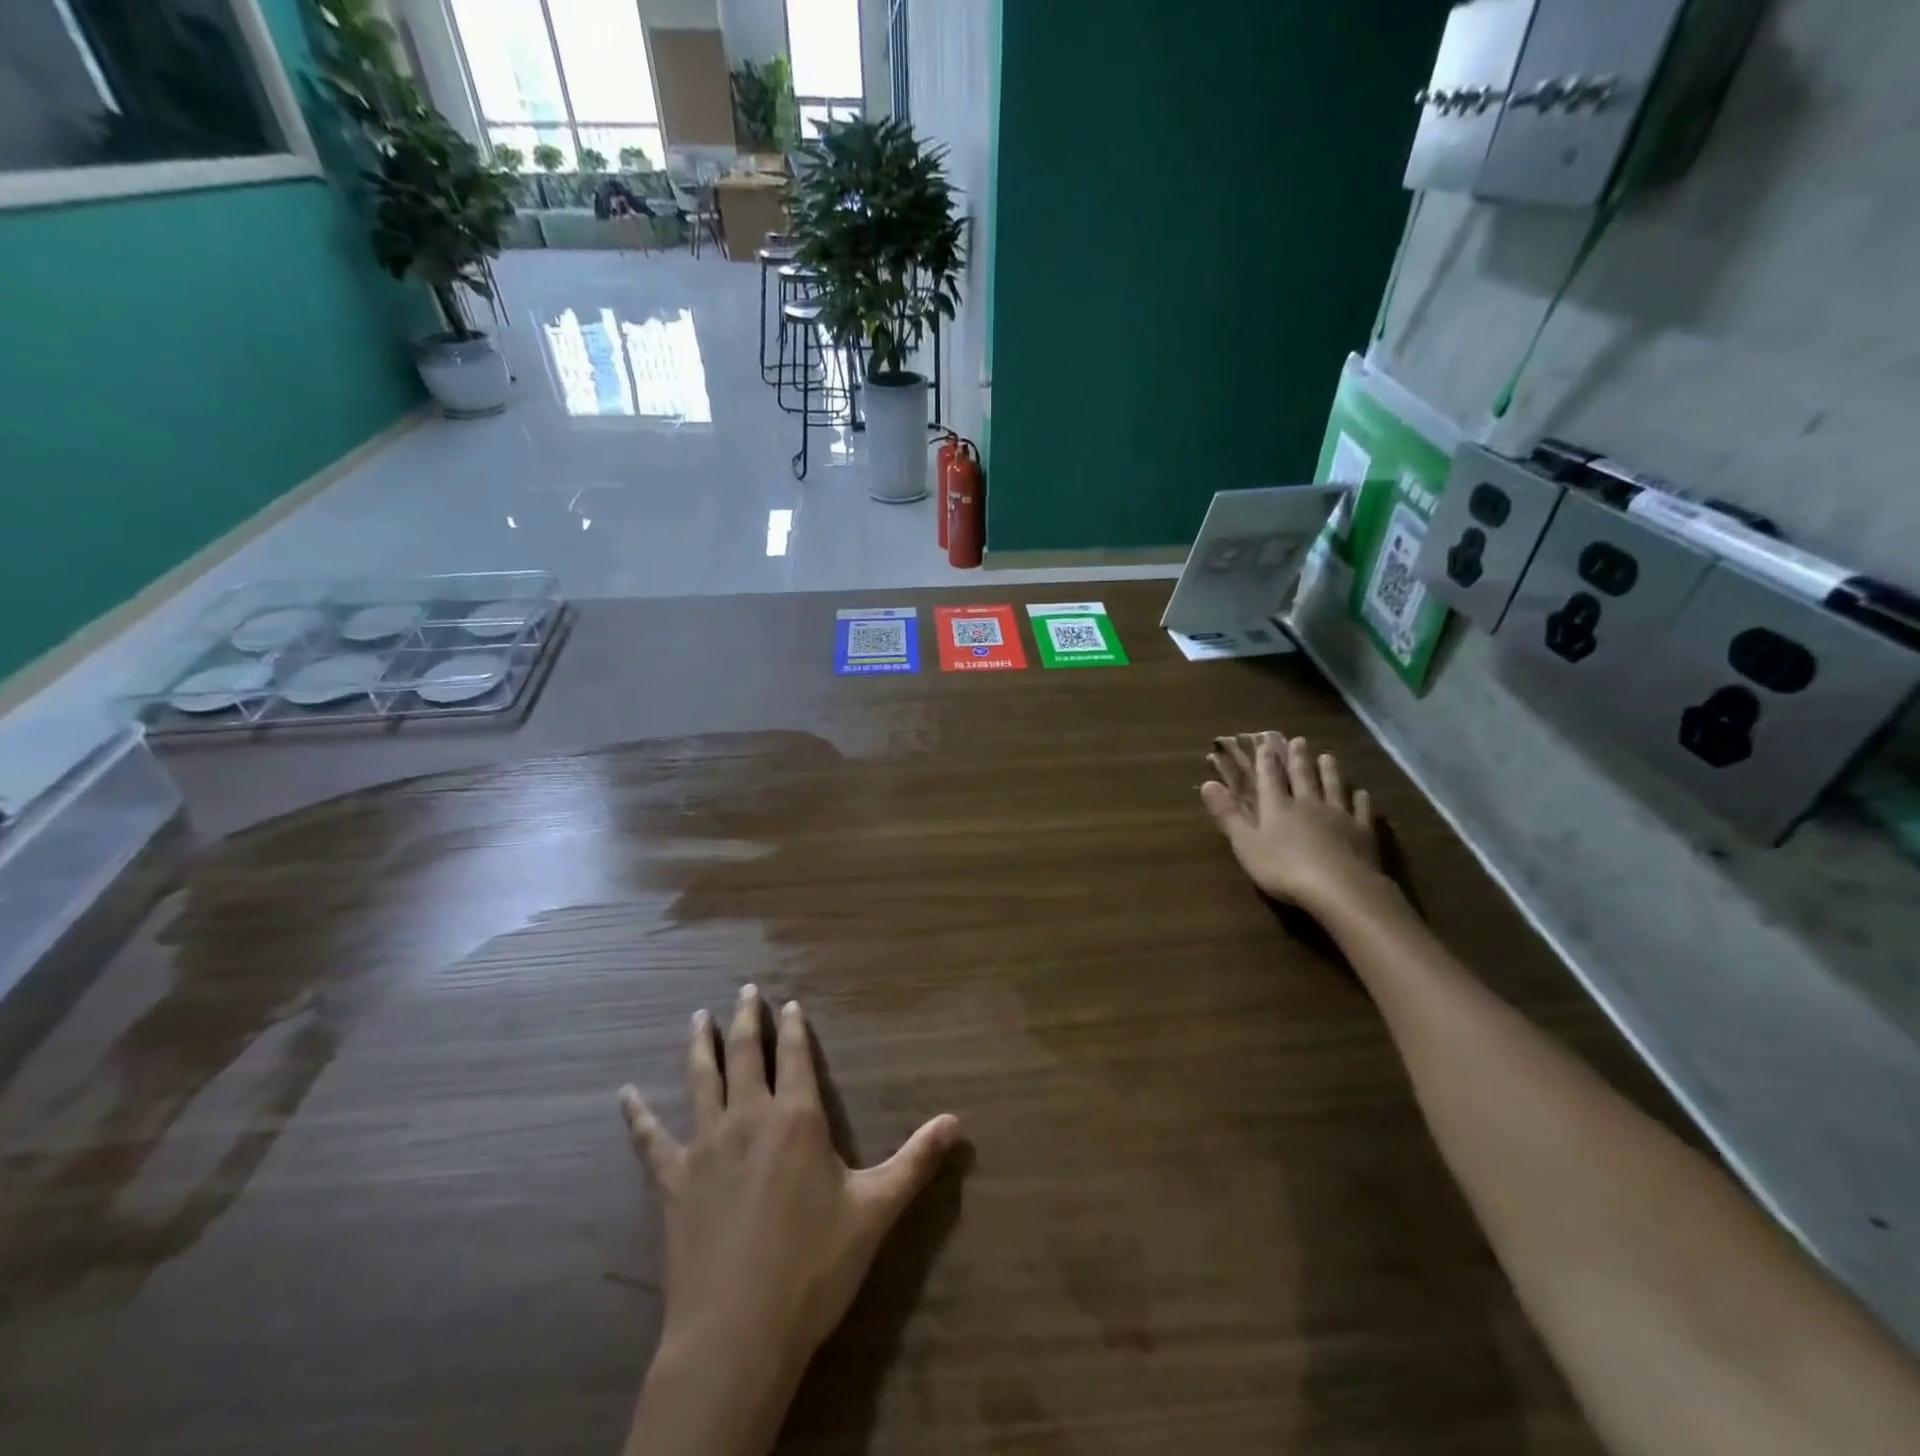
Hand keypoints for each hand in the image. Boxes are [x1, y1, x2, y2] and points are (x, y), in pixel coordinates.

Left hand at [620, 986, 960, 1379]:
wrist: (738, 1332)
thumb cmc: (813, 1266)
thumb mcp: (875, 1211)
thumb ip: (916, 1162)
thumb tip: (957, 1123)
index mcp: (797, 1118)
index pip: (797, 1056)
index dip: (795, 1027)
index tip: (790, 1002)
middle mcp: (749, 1117)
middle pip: (747, 1053)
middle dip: (748, 1018)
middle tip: (744, 989)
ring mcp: (705, 1146)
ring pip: (702, 1079)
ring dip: (701, 1045)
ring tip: (698, 1017)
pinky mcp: (673, 1181)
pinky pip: (651, 1139)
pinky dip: (638, 1115)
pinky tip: (625, 1094)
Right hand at [1201, 732, 1383, 912]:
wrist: (1340, 888)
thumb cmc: (1284, 869)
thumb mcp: (1246, 844)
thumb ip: (1228, 814)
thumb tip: (1207, 783)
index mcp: (1278, 807)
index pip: (1269, 778)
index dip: (1266, 760)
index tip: (1266, 743)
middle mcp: (1308, 804)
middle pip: (1303, 776)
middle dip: (1298, 758)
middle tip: (1299, 740)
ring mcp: (1338, 816)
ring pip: (1333, 786)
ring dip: (1329, 771)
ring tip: (1327, 756)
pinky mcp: (1362, 832)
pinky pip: (1361, 810)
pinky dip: (1360, 799)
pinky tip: (1361, 793)